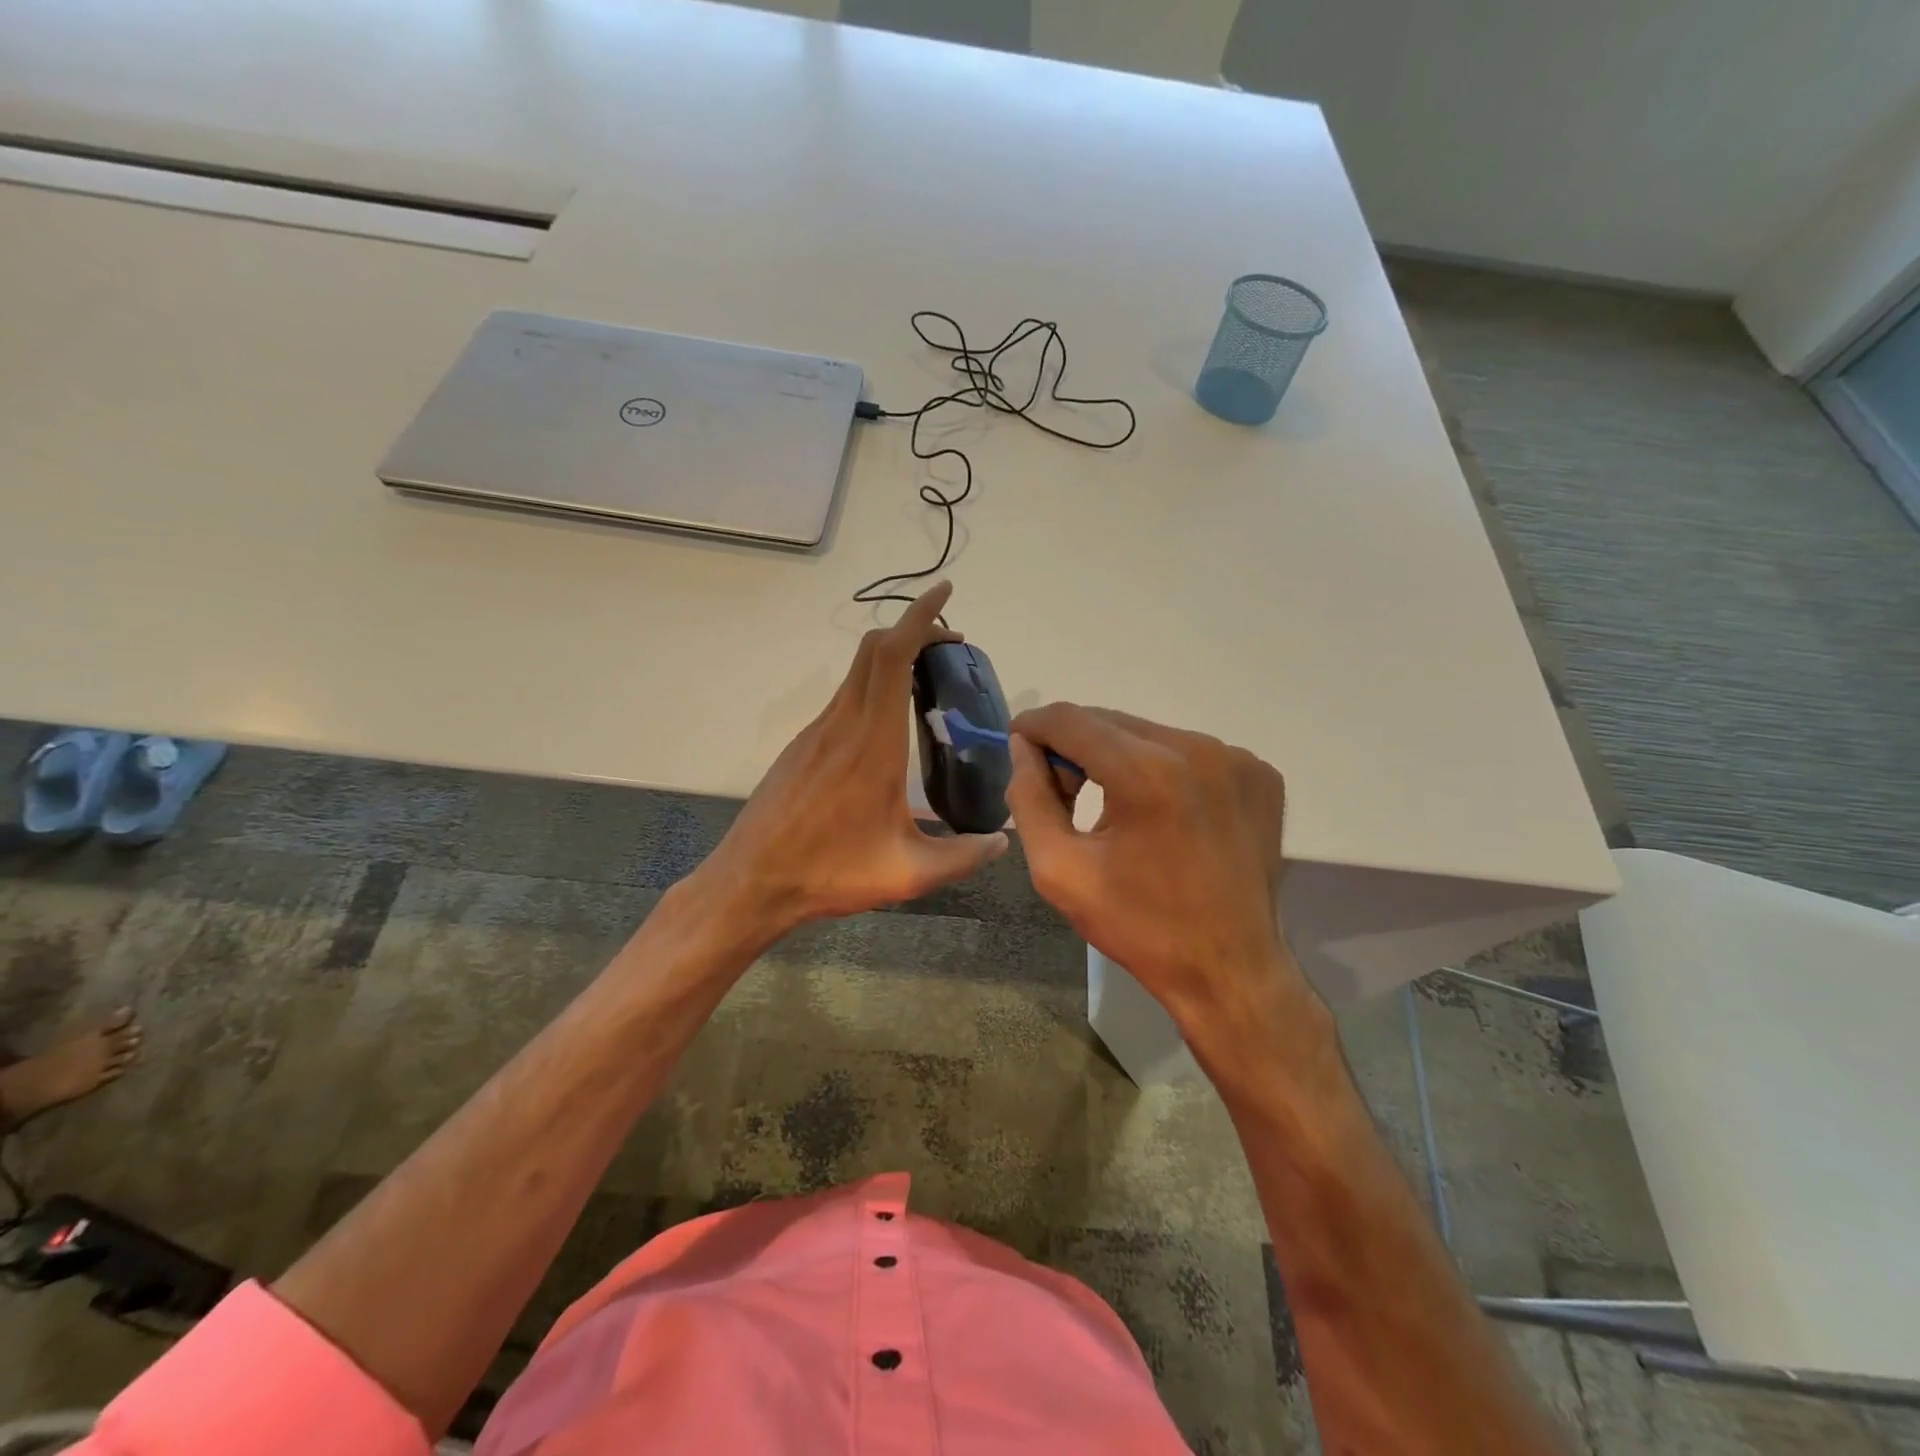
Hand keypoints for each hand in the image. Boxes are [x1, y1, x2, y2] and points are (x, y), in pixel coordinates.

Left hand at [692, 581, 1007, 944]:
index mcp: (872, 743)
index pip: (892, 657)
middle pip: (873, 650)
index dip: (919, 616)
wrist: (752, 882)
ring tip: (928, 679)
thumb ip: (963, 856)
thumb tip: (1002, 842)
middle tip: (949, 643)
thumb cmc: (830, 872)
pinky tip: (890, 723)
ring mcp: (816, 732)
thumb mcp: (907, 873)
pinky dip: (874, 685)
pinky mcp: (802, 746)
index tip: (944, 592)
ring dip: (893, 658)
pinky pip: (844, 698)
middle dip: (913, 630)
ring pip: (857, 672)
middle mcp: (842, 724)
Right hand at [1006, 704, 1311, 1060]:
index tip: (1018, 744)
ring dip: (1119, 757)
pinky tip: (1161, 814)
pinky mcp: (1260, 774)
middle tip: (1062, 789)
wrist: (1230, 970)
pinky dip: (1164, 770)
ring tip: (1113, 807)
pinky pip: (1191, 753)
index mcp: (1146, 772)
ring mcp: (1236, 758)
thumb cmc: (1139, 925)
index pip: (1071, 719)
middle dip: (1075, 746)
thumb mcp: (1059, 869)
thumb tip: (1022, 747)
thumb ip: (1030, 798)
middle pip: (1111, 722)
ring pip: (1151, 734)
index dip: (1035, 726)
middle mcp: (1197, 748)